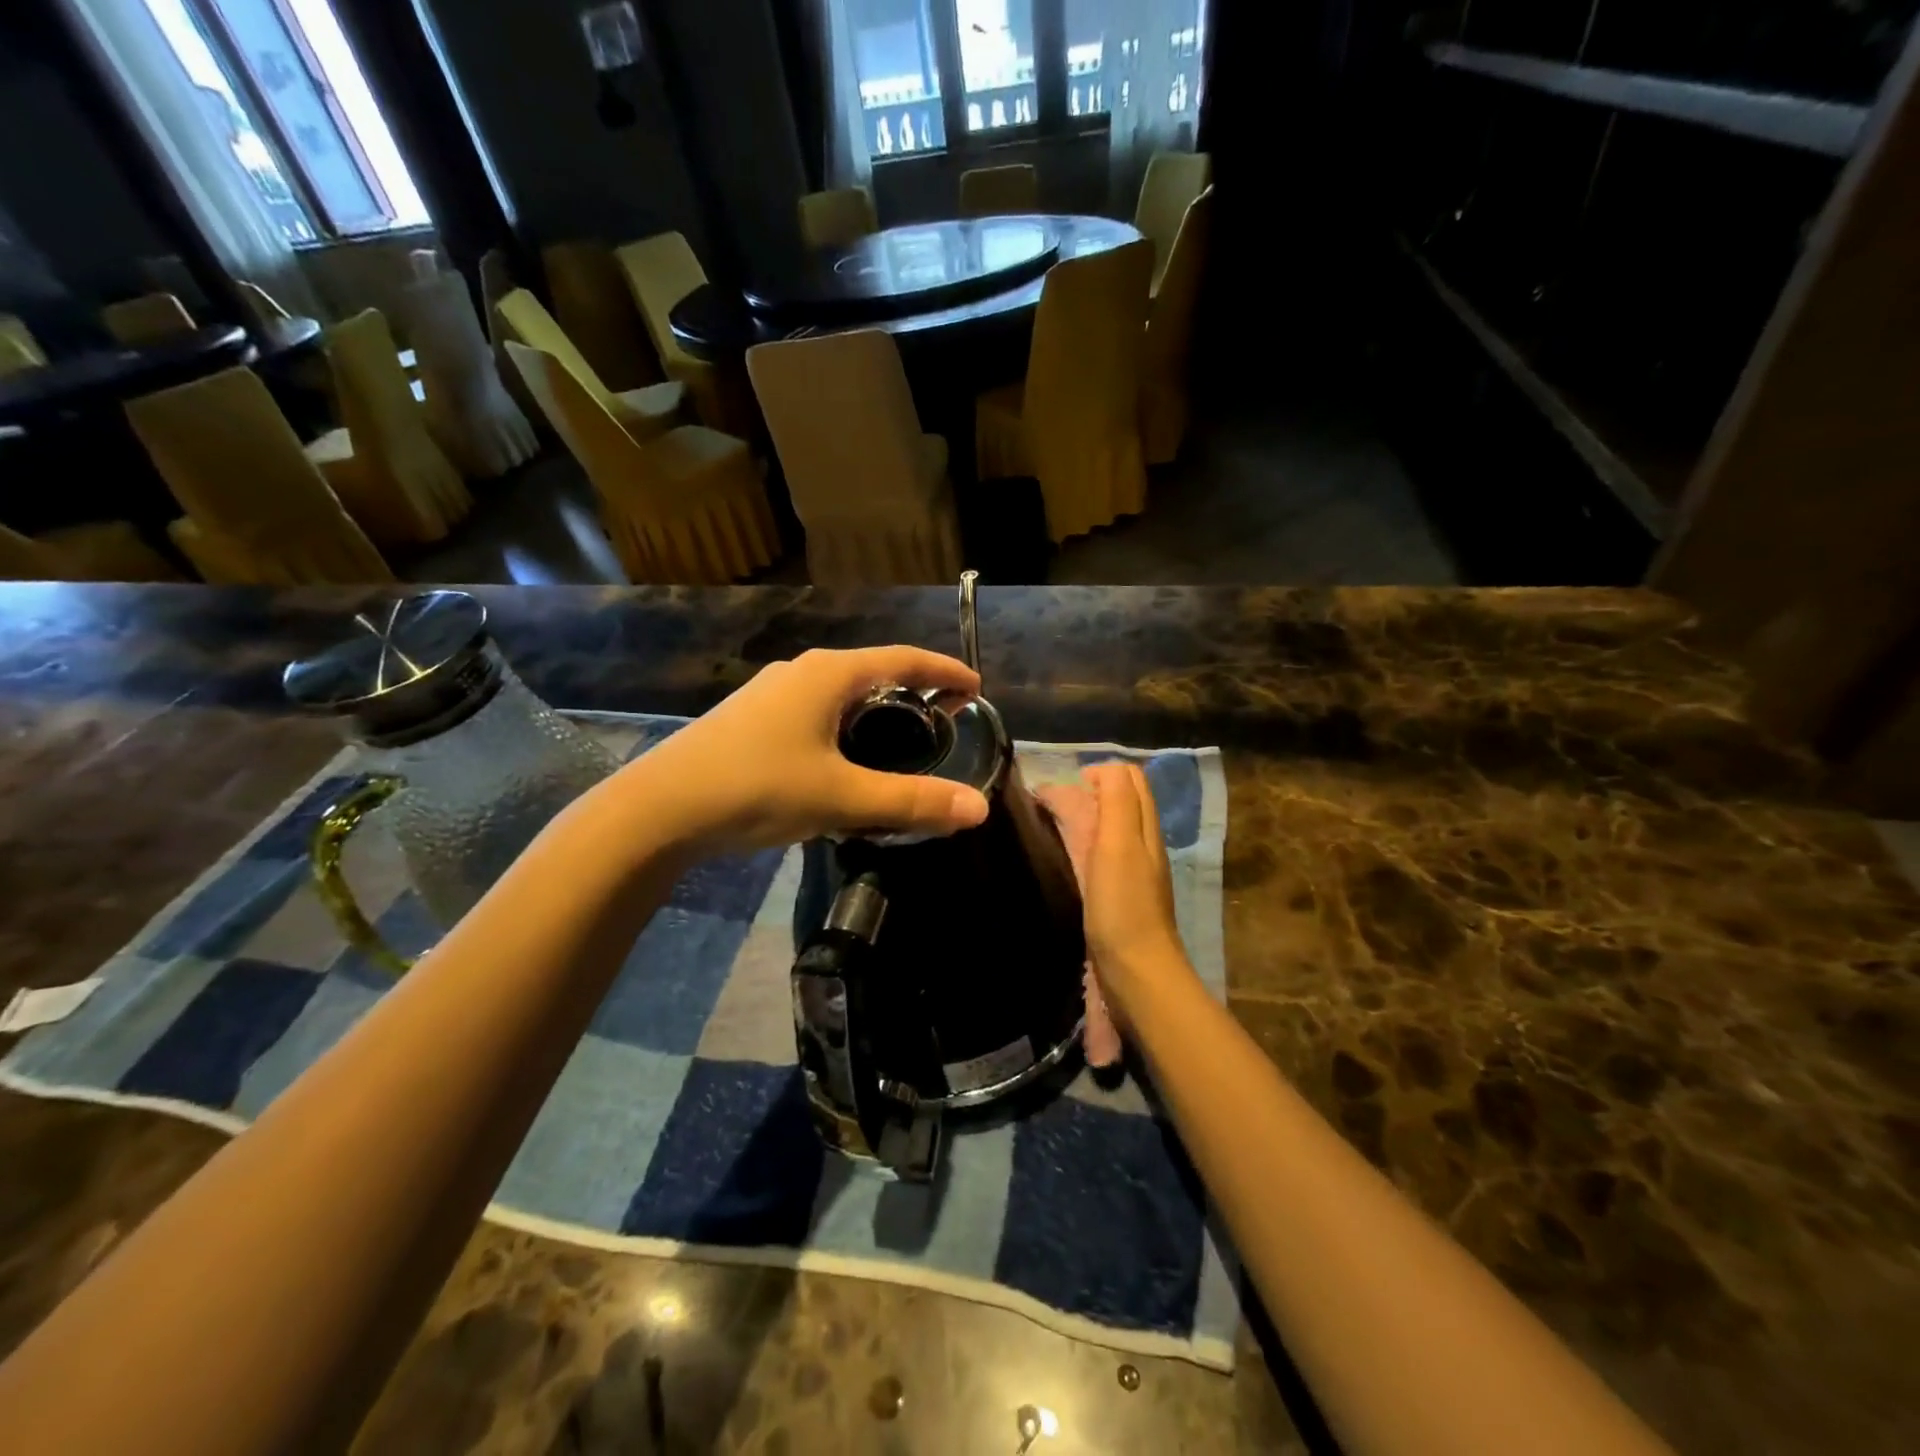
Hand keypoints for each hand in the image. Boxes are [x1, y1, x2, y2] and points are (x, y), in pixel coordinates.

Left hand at [618, 647, 987, 852]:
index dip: (944, 670)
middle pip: (873, 674)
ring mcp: (772, 693)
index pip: (904, 659)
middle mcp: (802, 672)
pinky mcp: (752, 719)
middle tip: (943, 724)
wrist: (660, 809)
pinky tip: (843, 765)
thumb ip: (911, 801)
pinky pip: (816, 714)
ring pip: (841, 696)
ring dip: (876, 715)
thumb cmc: (758, 788)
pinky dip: (845, 730)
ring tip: (899, 746)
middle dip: (913, 695)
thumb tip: (977, 808)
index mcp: (829, 674)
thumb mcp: (841, 797)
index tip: (975, 686)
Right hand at [1038, 762, 1192, 1034]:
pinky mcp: (1116, 897)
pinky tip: (1059, 860)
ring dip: (1080, 820)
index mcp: (1144, 828)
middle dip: (1086, 793)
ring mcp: (1130, 873)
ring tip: (1046, 827)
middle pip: (1118, 802)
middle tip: (1047, 805)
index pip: (1129, 779)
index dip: (1098, 773)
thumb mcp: (1120, 843)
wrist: (1136, 973)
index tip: (1063, 787)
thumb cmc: (1124, 905)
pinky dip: (1078, 847)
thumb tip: (1101, 769)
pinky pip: (1097, 858)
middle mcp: (1140, 845)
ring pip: (1106, 829)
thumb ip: (1116, 800)